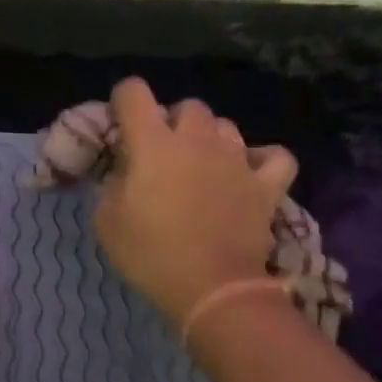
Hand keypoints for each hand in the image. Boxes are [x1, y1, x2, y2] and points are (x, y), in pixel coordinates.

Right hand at [92, 77, 298, 325]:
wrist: (211, 290)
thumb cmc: (151, 254)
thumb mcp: (107, 221)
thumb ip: (112, 184)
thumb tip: (125, 170)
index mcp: (153, 142)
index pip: (133, 92)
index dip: (123, 100)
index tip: (121, 124)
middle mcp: (197, 139)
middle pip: (187, 106)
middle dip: (173, 122)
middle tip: (164, 154)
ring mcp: (237, 159)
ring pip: (226, 127)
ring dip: (211, 139)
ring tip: (204, 166)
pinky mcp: (266, 185)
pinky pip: (274, 156)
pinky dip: (262, 160)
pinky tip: (249, 173)